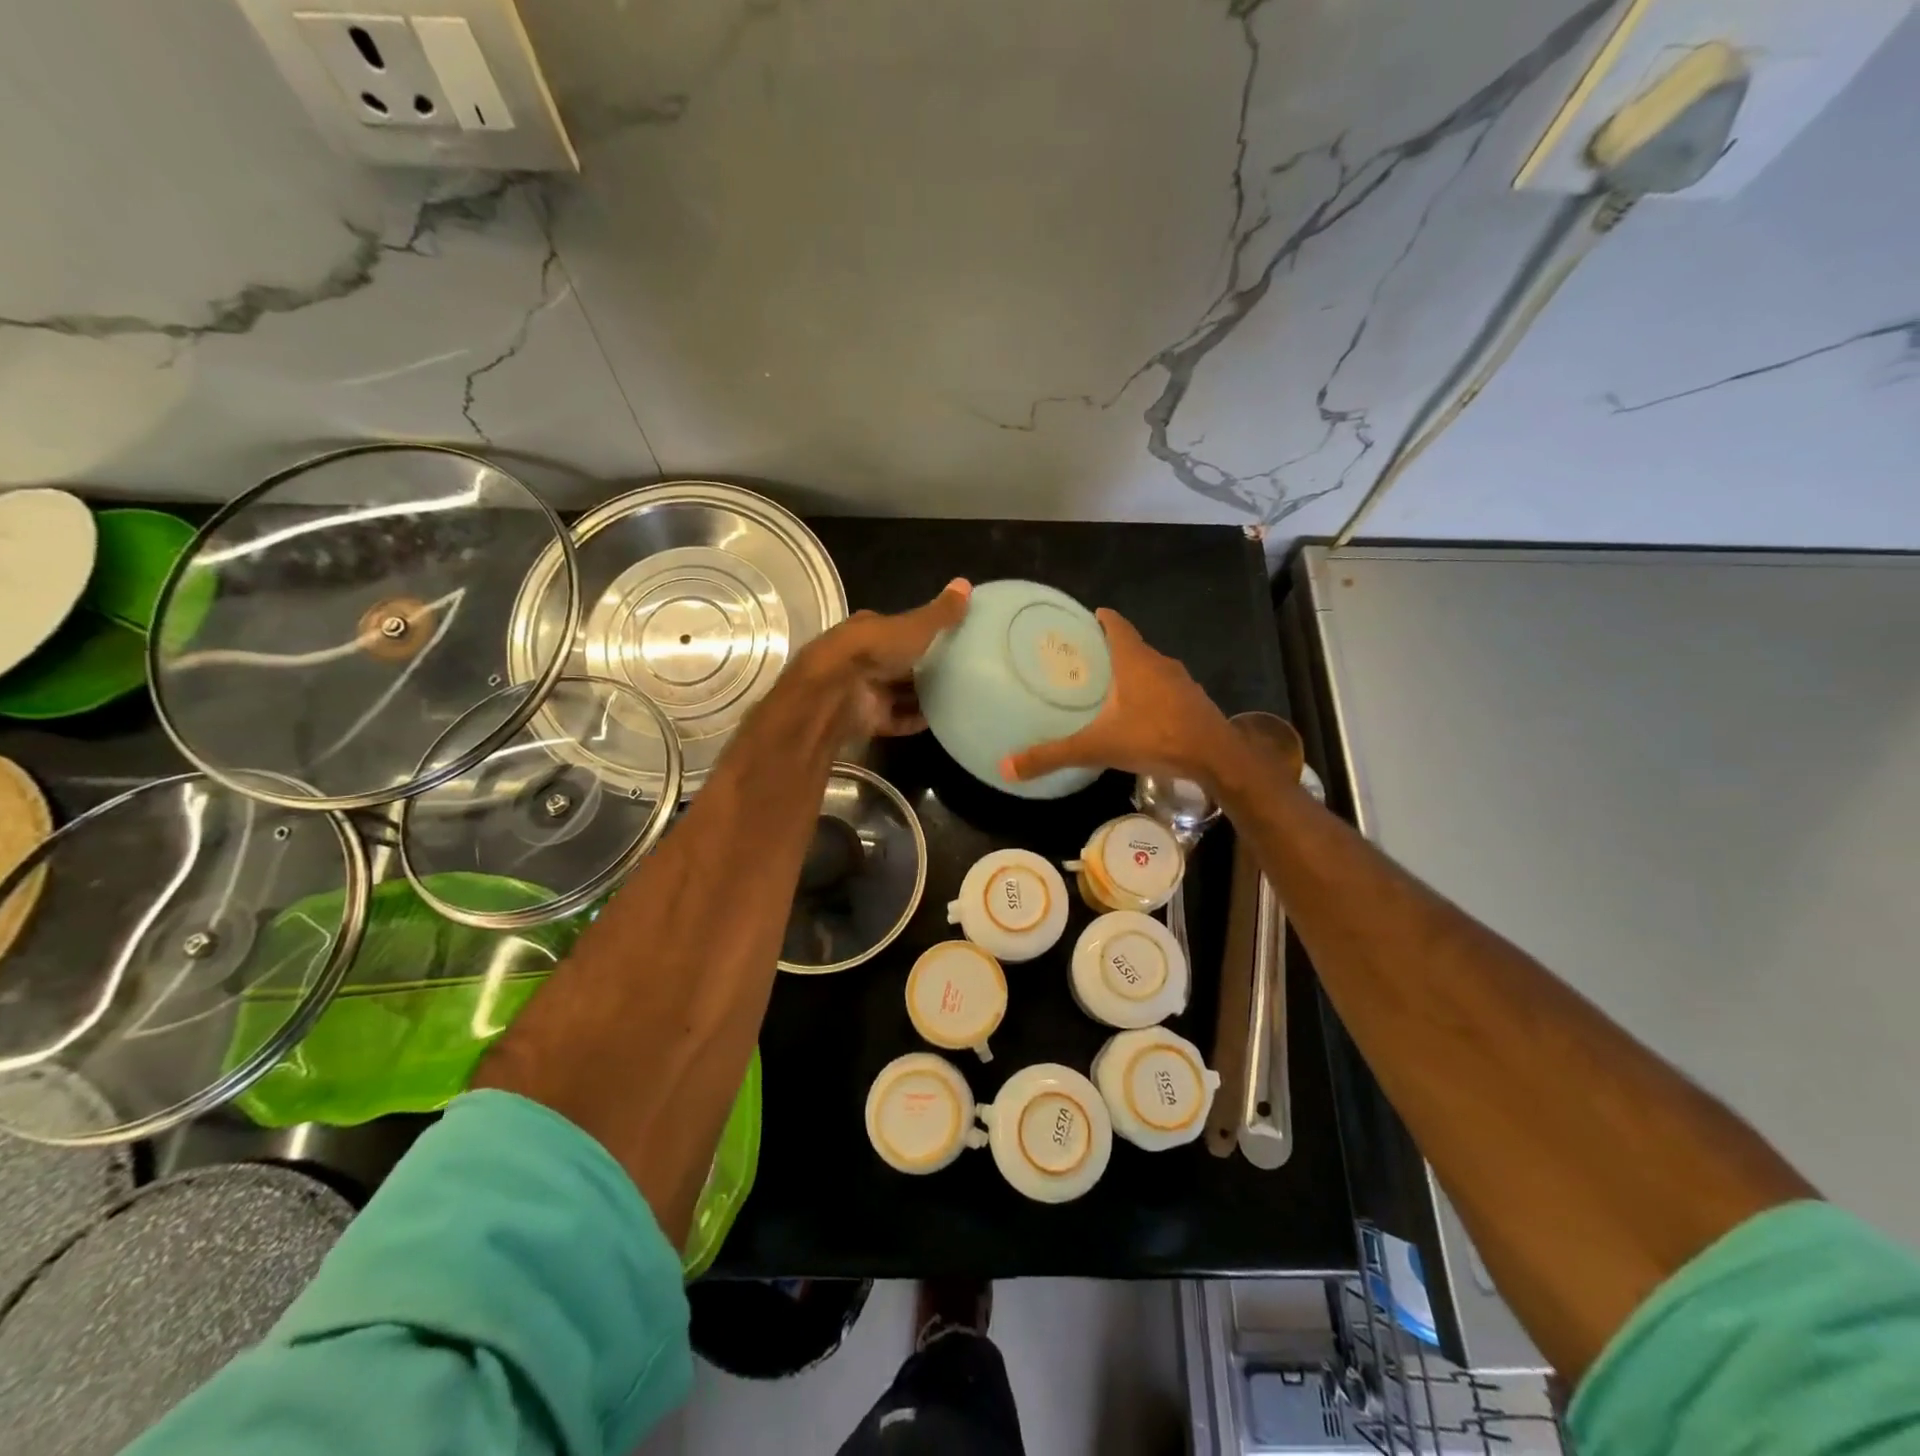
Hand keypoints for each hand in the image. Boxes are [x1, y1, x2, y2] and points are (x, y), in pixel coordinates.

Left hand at [796, 579, 971, 737]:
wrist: (838, 691)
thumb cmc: (875, 649)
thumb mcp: (915, 626)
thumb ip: (941, 612)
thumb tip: (966, 583)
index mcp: (870, 630)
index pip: (897, 628)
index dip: (920, 632)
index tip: (949, 638)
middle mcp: (864, 658)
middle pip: (898, 663)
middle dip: (923, 667)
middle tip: (959, 670)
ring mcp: (864, 690)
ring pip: (897, 692)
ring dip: (921, 696)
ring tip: (957, 696)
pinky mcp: (867, 719)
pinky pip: (897, 719)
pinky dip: (915, 720)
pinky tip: (941, 720)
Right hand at [1001, 607, 1245, 788]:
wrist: (1216, 758)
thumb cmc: (1155, 738)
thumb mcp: (1097, 747)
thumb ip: (1053, 755)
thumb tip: (1007, 766)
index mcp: (1135, 661)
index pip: (1116, 625)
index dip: (1101, 619)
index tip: (1085, 618)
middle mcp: (1159, 663)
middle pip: (1132, 646)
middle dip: (1111, 648)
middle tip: (1084, 658)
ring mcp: (1181, 682)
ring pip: (1151, 668)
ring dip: (1132, 671)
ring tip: (1108, 686)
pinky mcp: (1193, 702)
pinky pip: (1165, 688)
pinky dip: (1149, 692)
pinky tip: (1138, 713)